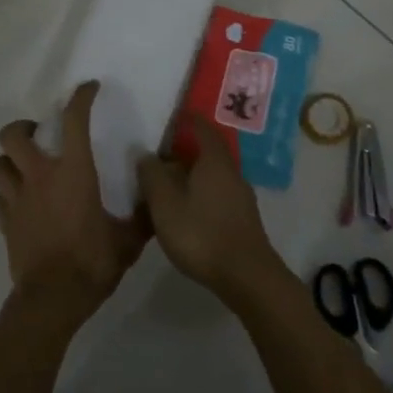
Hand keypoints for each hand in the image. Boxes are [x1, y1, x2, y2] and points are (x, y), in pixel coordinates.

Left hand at [0, 81, 148, 330]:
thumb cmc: (93, 262)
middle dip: (24, 127)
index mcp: (73, 172)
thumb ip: (142, 217)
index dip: (80, 98)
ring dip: (9, 160)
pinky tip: (21, 203)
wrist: (53, 300)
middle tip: (40, 135)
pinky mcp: (5, 223)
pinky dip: (7, 194)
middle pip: (13, 135)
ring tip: (25, 166)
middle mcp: (39, 177)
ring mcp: (17, 200)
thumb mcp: (128, 240)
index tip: (89, 89)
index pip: (74, 121)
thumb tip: (156, 199)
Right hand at [136, 117, 283, 303]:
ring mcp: (241, 197)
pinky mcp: (242, 219)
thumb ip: (152, 176)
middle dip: (185, 151)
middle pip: (208, 153)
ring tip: (166, 186)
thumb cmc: (202, 233)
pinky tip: (185, 211)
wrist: (247, 276)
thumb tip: (145, 153)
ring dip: (192, 176)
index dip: (189, 120)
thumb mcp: (165, 204)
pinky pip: (217, 195)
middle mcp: (232, 173)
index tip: (174, 115)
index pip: (203, 128)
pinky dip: (200, 194)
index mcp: (215, 161)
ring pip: (212, 176)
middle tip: (159, 156)